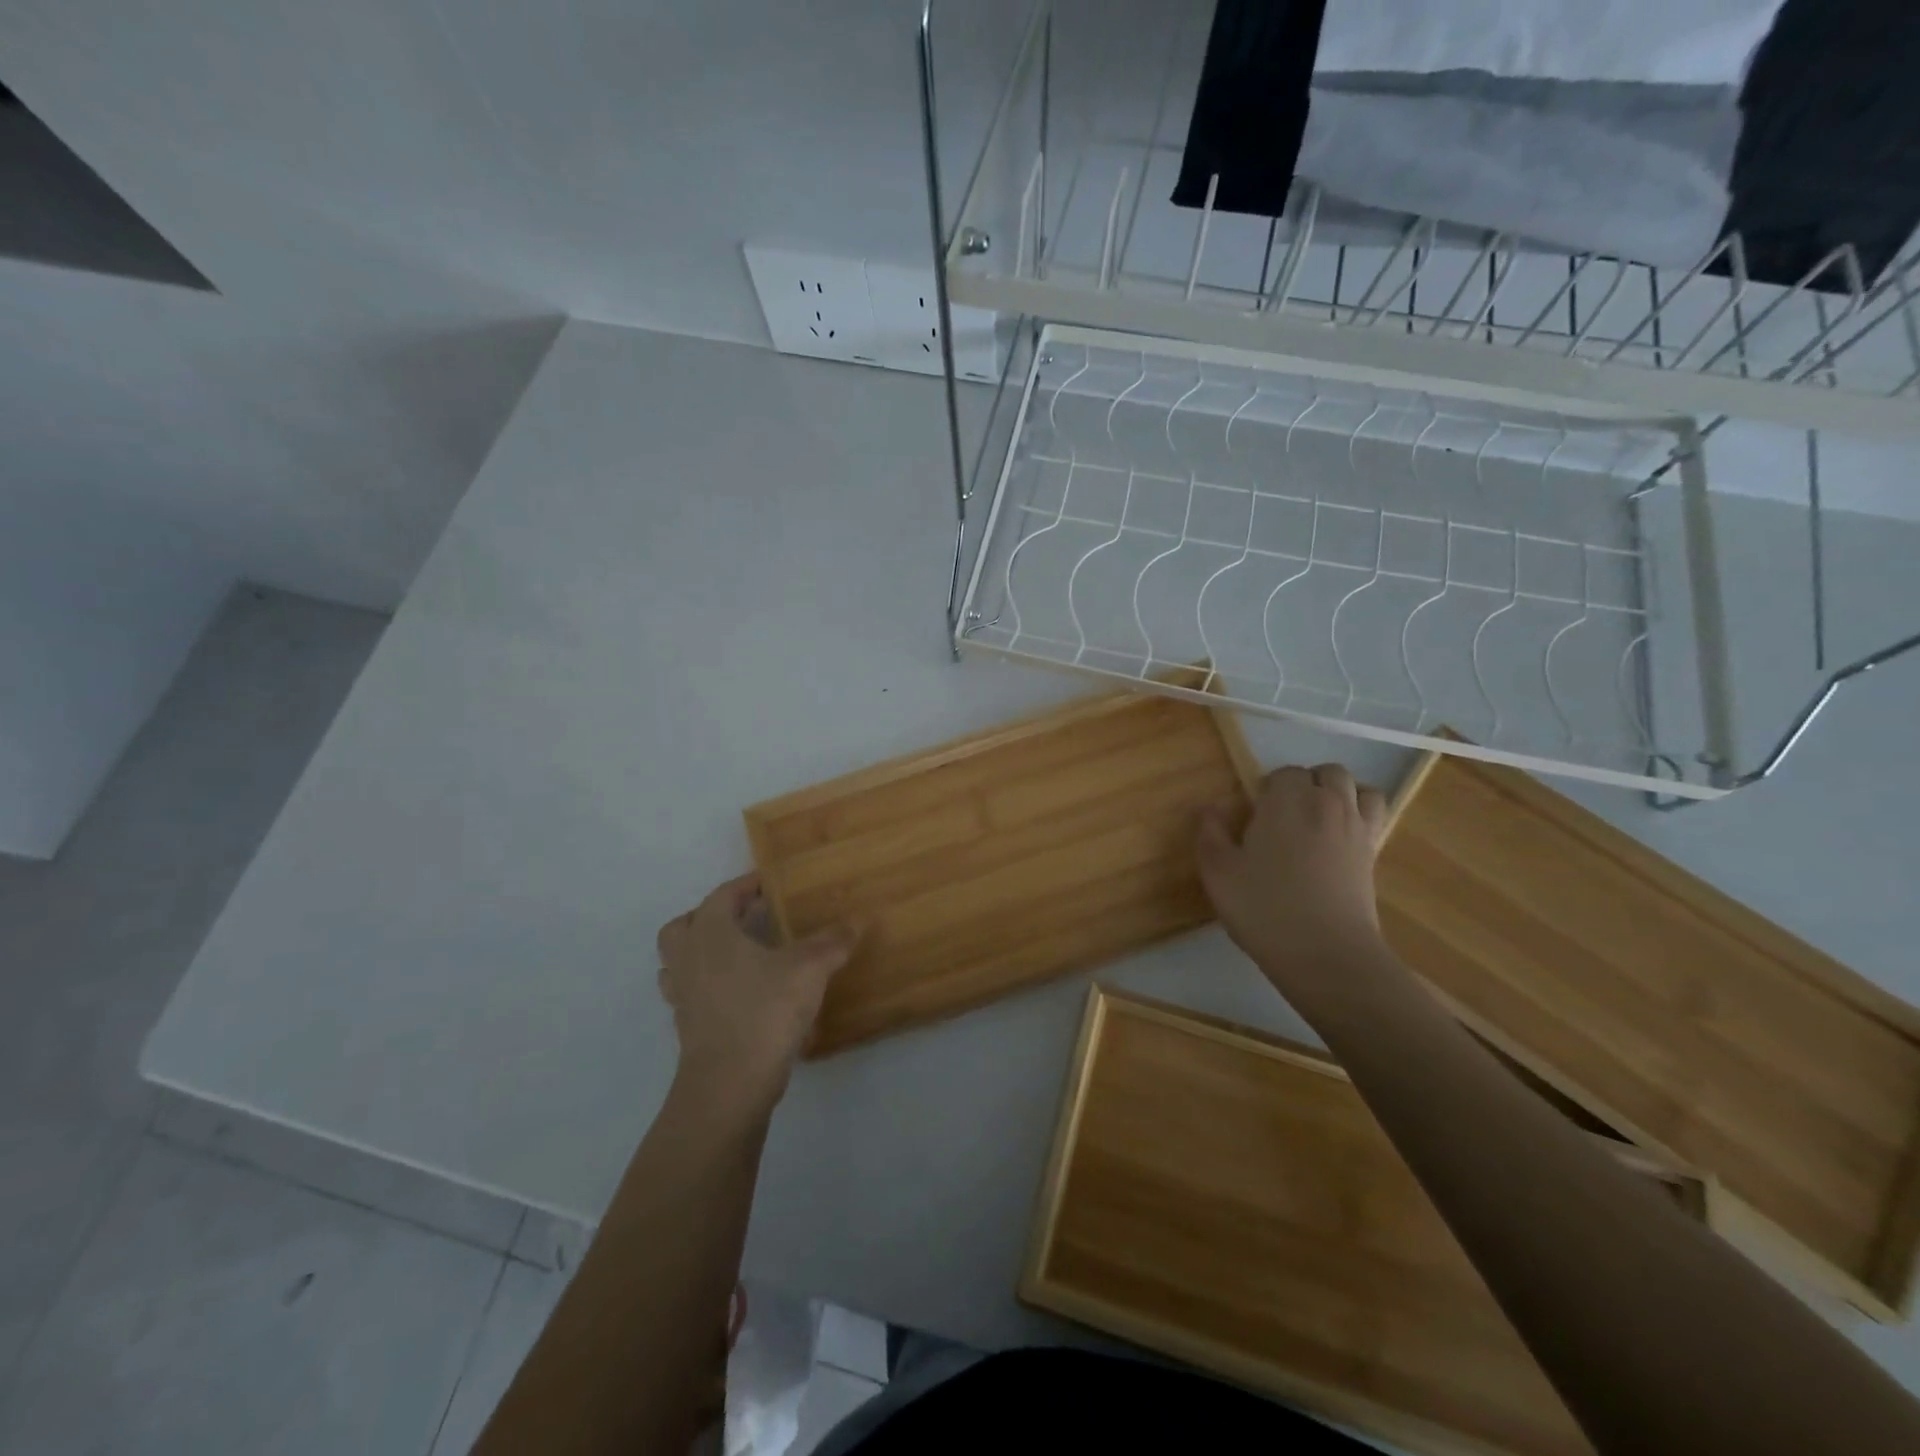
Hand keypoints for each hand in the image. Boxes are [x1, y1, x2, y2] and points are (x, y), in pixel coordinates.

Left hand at [656, 874, 858, 1113]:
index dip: (746, 886)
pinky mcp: (687, 1027)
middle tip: (745, 918)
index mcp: (710, 933)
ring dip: (703, 952)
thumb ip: (832, 942)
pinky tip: (741, 994)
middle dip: (711, 917)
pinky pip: (691, 993)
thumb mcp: (808, 970)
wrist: (729, 1085)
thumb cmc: (764, 1012)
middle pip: (684, 926)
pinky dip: (709, 986)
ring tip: (739, 954)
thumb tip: (858, 919)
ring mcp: (682, 996)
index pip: (723, 895)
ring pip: (679, 962)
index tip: (770, 884)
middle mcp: (688, 959)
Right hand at [1197, 763, 1390, 986]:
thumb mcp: (1217, 872)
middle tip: (1283, 816)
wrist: (1326, 954)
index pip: (1283, 773)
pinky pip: (1374, 817)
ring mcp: (1357, 828)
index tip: (1253, 817)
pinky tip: (1338, 841)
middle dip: (1306, 784)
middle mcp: (1327, 804)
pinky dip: (1360, 816)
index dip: (1267, 790)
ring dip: (1339, 795)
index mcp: (1287, 801)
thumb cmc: (1264, 908)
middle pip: (1326, 773)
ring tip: (1317, 821)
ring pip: (1358, 789)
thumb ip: (1210, 832)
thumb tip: (1211, 808)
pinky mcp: (1374, 855)